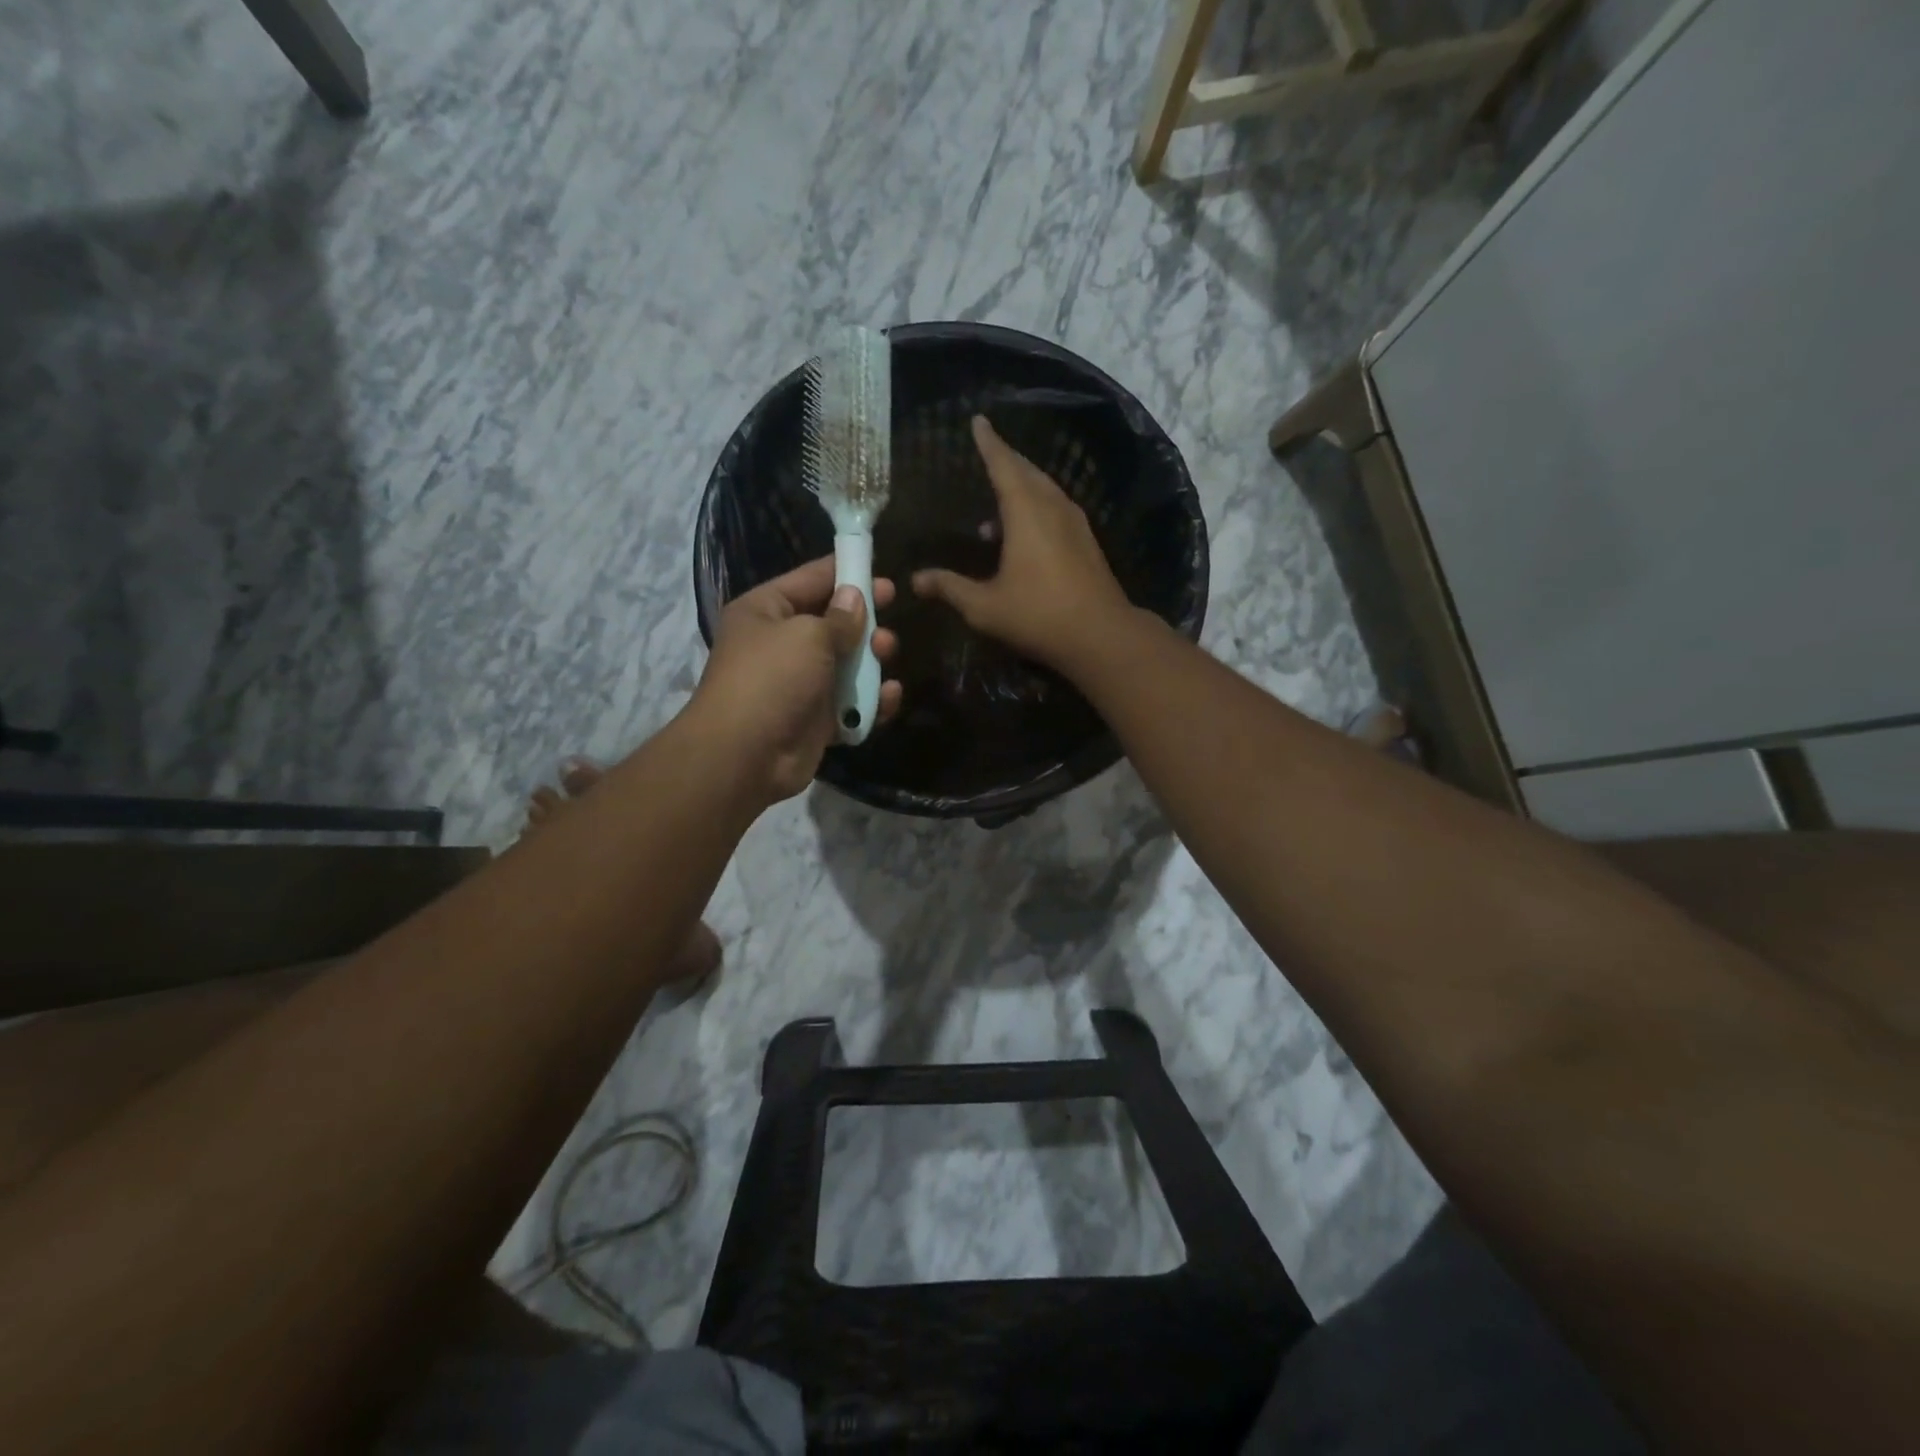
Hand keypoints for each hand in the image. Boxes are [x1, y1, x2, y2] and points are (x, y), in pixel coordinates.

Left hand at [688, 558, 901, 803]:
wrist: (745, 756)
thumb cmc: (772, 679)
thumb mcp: (808, 635)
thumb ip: (840, 617)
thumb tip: (855, 597)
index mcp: (766, 611)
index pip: (811, 579)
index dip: (847, 573)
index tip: (883, 574)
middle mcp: (781, 644)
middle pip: (832, 623)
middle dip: (864, 622)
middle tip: (888, 622)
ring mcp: (799, 684)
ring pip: (846, 664)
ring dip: (871, 661)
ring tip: (886, 655)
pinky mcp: (815, 720)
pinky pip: (850, 704)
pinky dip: (870, 701)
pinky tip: (888, 697)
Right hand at [911, 416, 1133, 672]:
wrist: (1101, 636)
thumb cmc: (1038, 615)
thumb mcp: (985, 606)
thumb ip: (950, 588)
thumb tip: (916, 580)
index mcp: (1026, 511)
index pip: (1003, 465)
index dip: (988, 443)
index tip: (979, 421)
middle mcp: (1053, 507)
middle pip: (1027, 472)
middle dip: (1006, 460)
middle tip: (987, 452)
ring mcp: (1075, 524)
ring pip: (1045, 491)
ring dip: (1021, 488)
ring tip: (994, 510)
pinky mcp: (1086, 542)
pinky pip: (1055, 510)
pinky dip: (1035, 508)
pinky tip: (1022, 536)